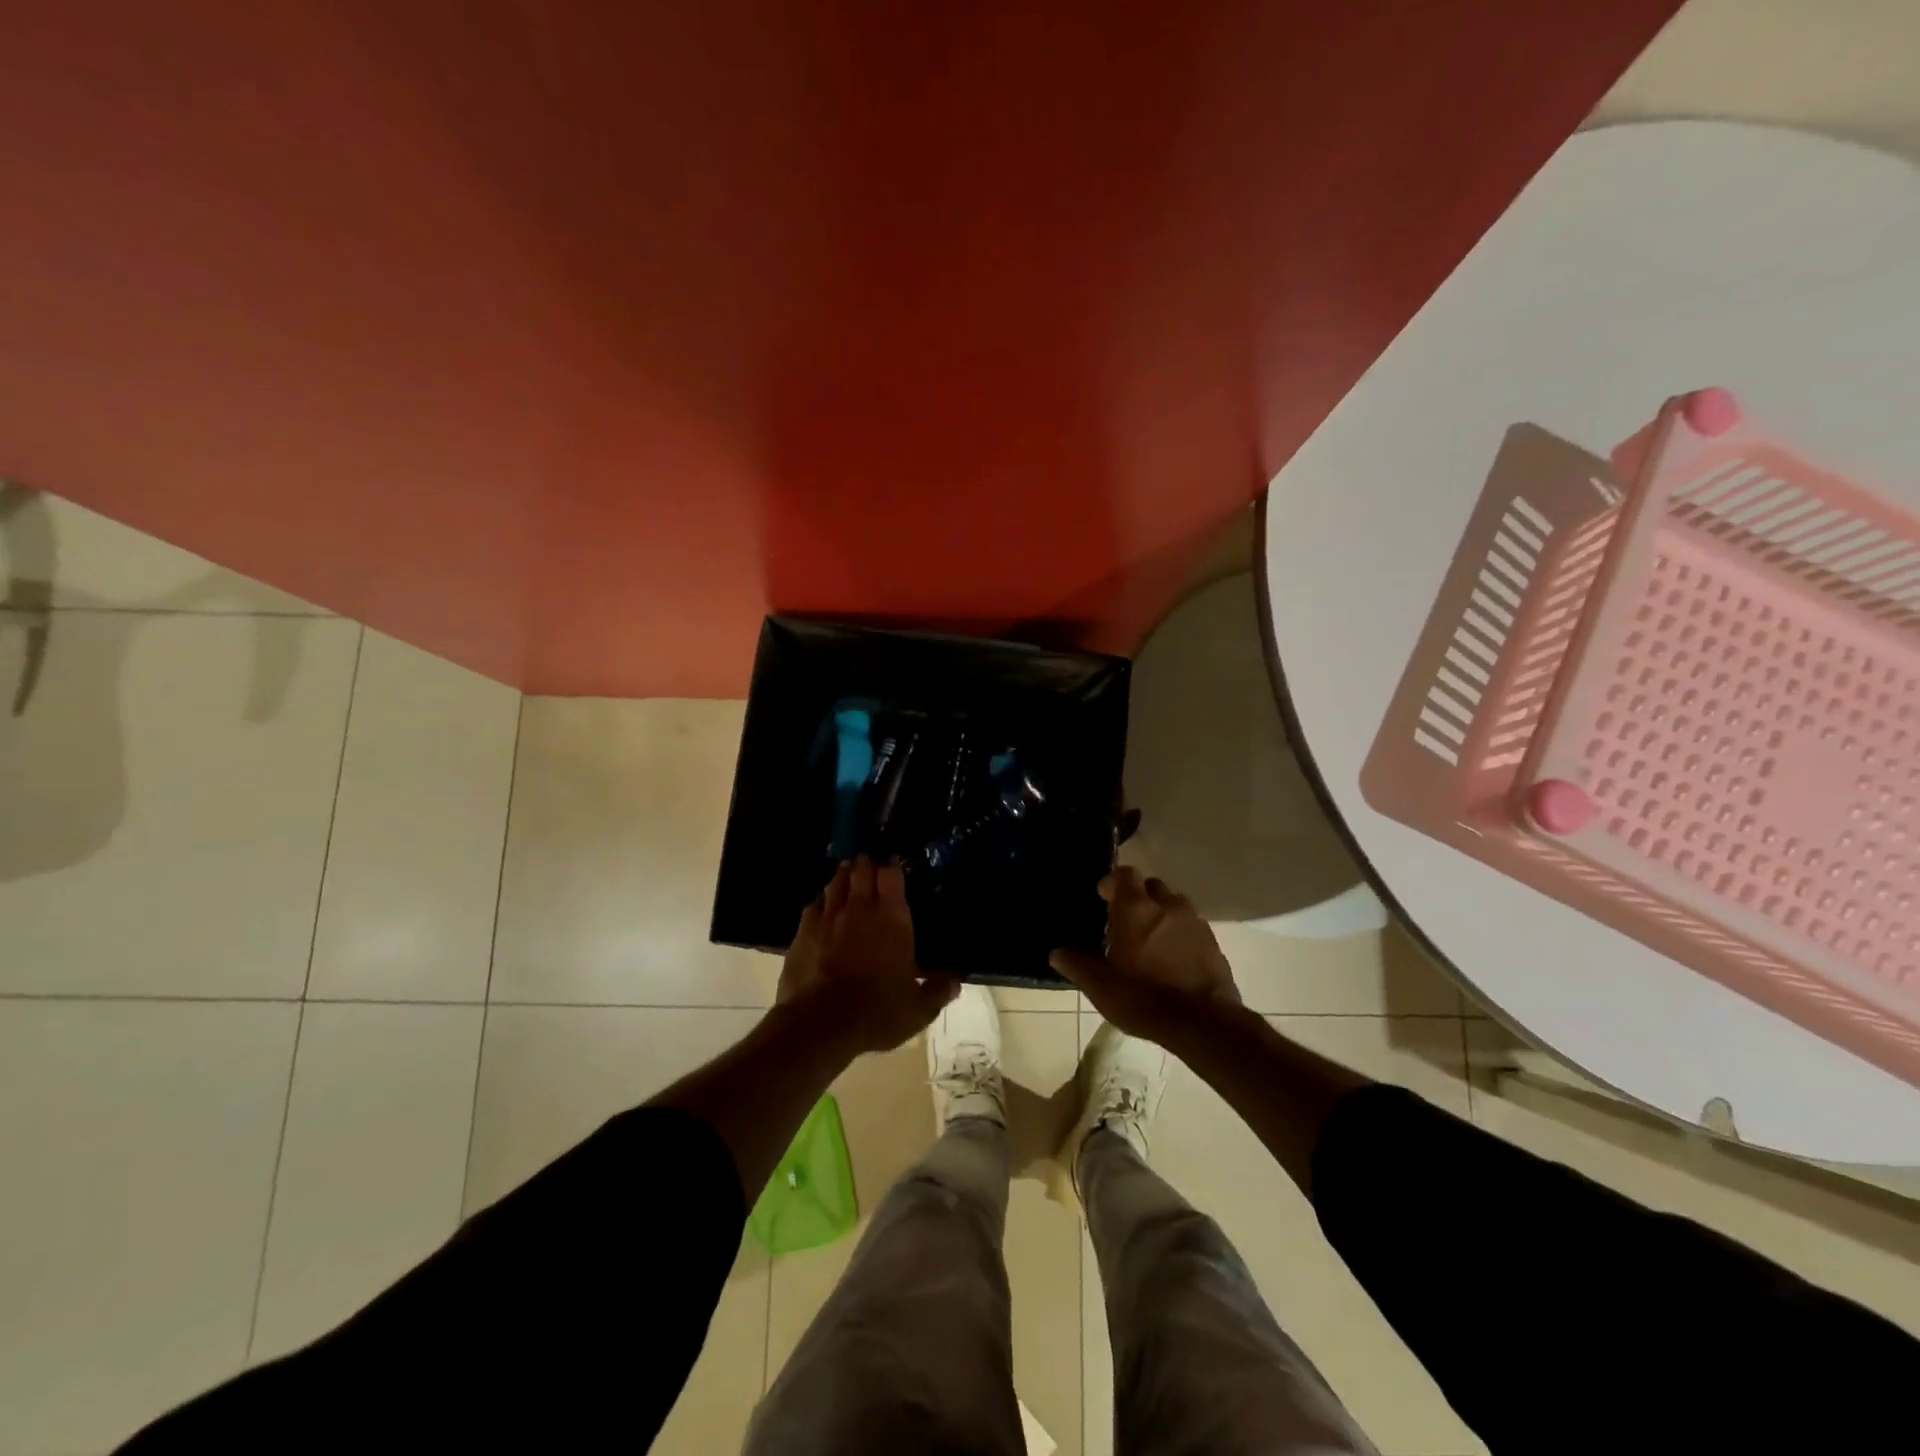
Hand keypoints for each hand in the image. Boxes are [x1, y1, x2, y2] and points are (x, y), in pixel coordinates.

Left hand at [777, 857, 958, 1054]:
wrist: (822, 1023)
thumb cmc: (878, 1011)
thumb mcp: (917, 1008)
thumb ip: (937, 991)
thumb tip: (956, 982)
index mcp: (892, 918)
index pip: (891, 877)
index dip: (892, 866)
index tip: (893, 862)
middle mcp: (860, 909)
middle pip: (861, 873)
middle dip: (866, 865)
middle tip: (868, 862)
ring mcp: (828, 918)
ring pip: (835, 884)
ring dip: (843, 876)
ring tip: (846, 871)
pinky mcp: (803, 933)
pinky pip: (813, 907)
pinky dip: (820, 901)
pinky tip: (821, 904)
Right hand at [1049, 868, 1241, 1045]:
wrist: (1202, 1023)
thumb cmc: (1143, 997)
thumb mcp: (1100, 986)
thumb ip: (1078, 965)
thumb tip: (1057, 952)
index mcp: (1136, 908)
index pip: (1125, 874)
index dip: (1113, 882)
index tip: (1104, 897)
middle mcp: (1167, 906)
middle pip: (1151, 887)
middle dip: (1139, 897)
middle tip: (1125, 920)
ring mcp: (1194, 923)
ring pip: (1174, 906)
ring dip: (1161, 914)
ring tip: (1150, 939)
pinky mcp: (1213, 944)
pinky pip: (1191, 928)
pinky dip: (1180, 935)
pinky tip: (1172, 959)